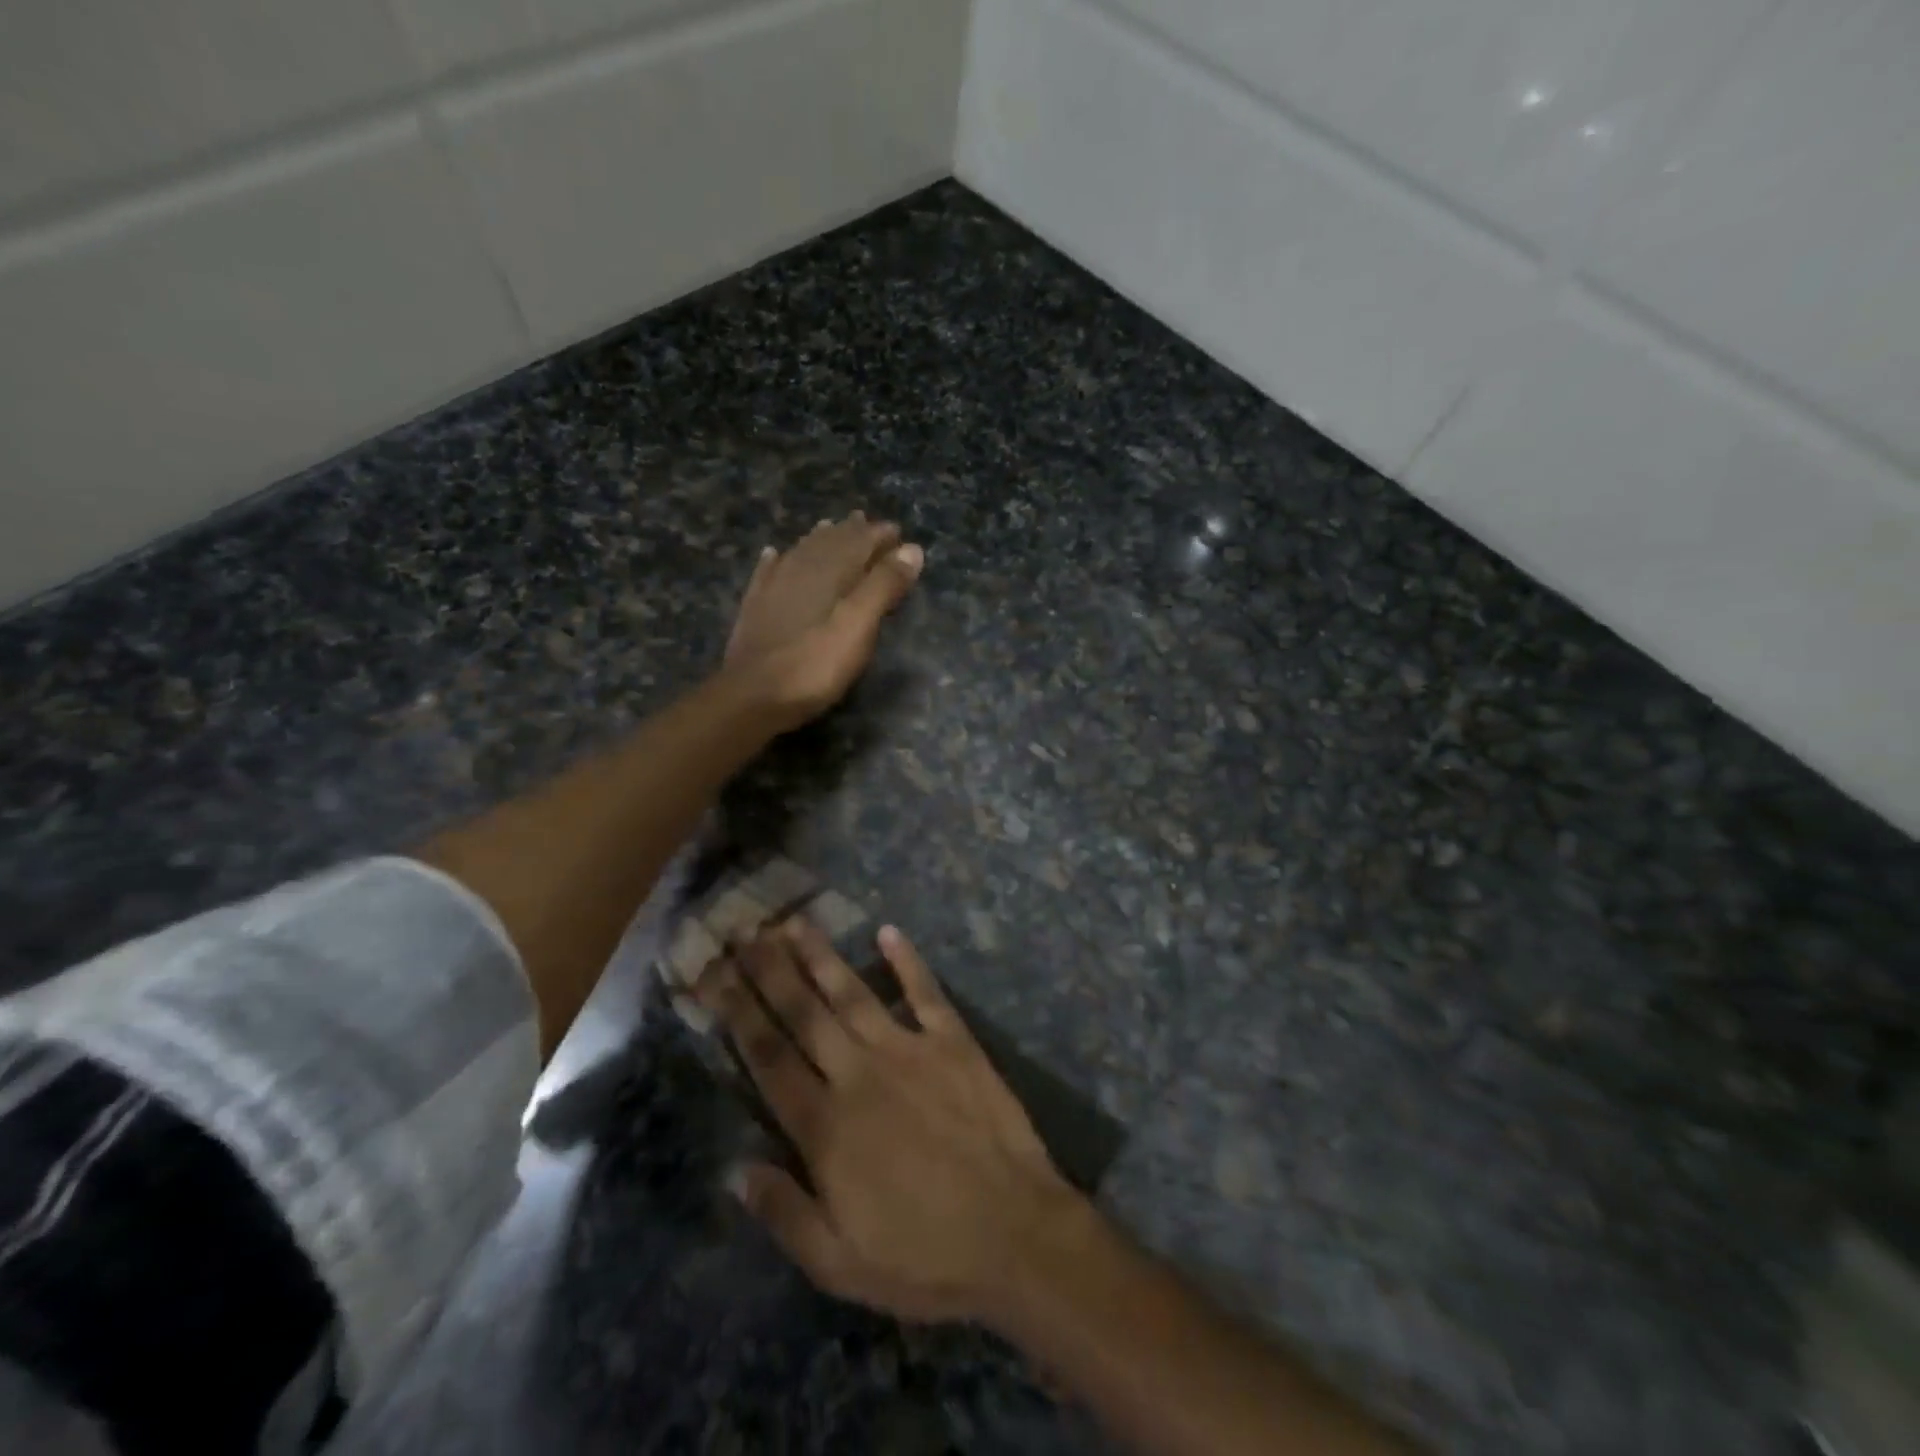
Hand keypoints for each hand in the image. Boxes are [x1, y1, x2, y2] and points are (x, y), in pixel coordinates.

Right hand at [692, 920, 1084, 1323]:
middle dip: (769, 969)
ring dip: (822, 955)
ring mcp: (909, 1050)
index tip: (713, 974)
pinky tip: (889, 931)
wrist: (1017, 1234)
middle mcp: (860, 1074)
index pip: (768, 1057)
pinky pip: (926, 992)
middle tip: (743, 930)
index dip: (736, 1012)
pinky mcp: (955, 1042)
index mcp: (826, 1126)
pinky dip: (908, 960)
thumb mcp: (840, 1264)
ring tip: (794, 921)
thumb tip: (735, 1167)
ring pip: (853, 993)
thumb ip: (784, 1213)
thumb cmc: (925, 1257)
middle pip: (804, 1013)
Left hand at [722, 513, 923, 728]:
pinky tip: (774, 554)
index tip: (898, 532)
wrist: (752, 696)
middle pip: (830, 543)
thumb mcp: (859, 626)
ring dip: (819, 540)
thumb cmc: (815, 664)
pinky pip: (768, 573)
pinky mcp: (755, 609)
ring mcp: (773, 588)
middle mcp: (800, 570)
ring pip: (801, 553)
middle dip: (851, 532)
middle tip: (866, 523)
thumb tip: (911, 548)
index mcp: (830, 572)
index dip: (880, 536)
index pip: (860, 542)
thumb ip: (884, 586)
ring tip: (830, 527)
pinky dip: (776, 560)